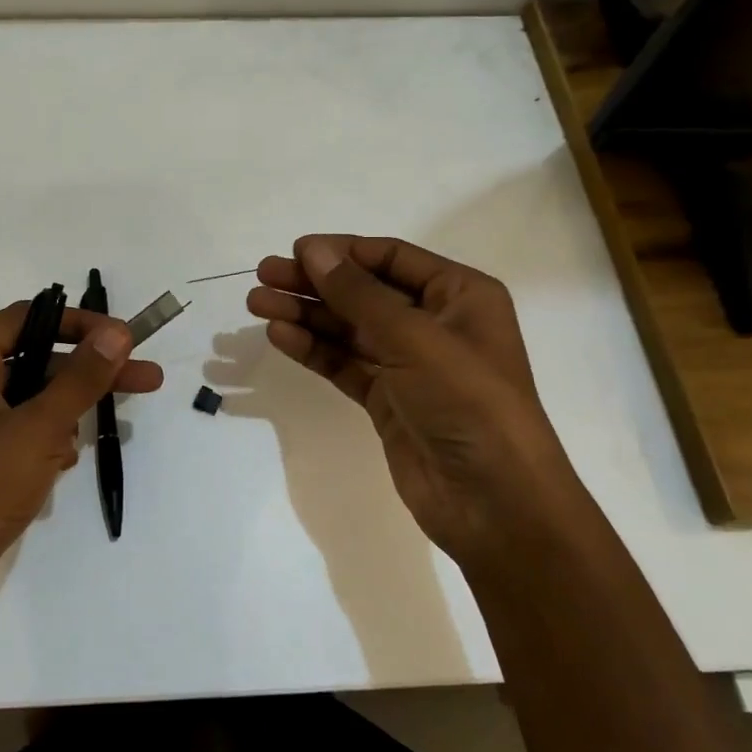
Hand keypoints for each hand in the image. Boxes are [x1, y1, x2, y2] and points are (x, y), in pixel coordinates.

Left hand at [0, 302, 163, 656]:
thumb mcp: (36, 428)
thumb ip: (81, 378)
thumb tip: (117, 332)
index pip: (27, 319)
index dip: (79, 324)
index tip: (127, 339)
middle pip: (34, 363)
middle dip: (87, 377)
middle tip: (146, 381)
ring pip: (30, 405)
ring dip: (61, 422)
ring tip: (68, 454)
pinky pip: (19, 440)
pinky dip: (43, 449)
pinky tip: (52, 473)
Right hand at [247, 235, 576, 564]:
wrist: (494, 502)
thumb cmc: (467, 401)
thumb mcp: (414, 337)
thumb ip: (357, 293)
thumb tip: (312, 250)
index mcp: (459, 295)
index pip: (391, 258)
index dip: (342, 251)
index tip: (295, 251)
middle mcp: (434, 323)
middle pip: (363, 291)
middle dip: (314, 283)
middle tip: (263, 276)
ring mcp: (409, 364)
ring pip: (348, 329)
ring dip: (305, 315)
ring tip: (258, 304)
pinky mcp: (388, 399)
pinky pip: (345, 363)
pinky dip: (314, 349)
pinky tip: (281, 336)